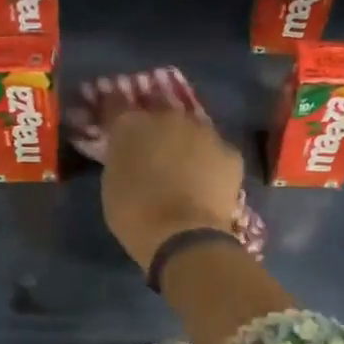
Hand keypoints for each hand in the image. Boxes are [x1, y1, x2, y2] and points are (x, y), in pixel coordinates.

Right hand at [101, 107, 245, 271]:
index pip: (118, 107)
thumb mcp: (112, 184)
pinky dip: (212, 165)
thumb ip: (120, 158)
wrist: (184, 236)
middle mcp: (169, 117)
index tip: (118, 129)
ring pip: (193, 132)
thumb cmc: (134, 215)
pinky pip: (216, 154)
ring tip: (185, 170)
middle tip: (155, 153)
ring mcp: (204, 132)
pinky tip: (208, 185)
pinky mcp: (230, 153)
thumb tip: (129, 153)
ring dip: (187, 145)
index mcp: (132, 124)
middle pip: (161, 115)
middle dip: (157, 130)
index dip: (118, 116)